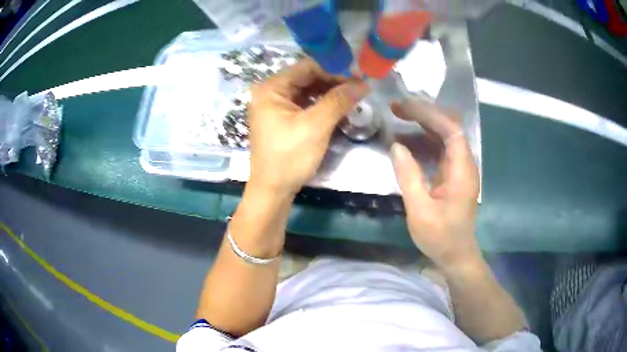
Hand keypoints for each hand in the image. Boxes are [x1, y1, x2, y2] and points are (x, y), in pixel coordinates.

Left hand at [247, 59, 369, 195]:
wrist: (273, 190)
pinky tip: (338, 107)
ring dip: (329, 93)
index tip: (357, 76)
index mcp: (271, 88)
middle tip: (358, 87)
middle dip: (333, 81)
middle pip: (307, 77)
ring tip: (352, 97)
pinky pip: (304, 103)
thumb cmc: (290, 157)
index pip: (307, 67)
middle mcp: (270, 92)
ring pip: (307, 91)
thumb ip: (339, 100)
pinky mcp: (281, 118)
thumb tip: (364, 83)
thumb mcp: (316, 126)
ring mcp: (275, 105)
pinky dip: (321, 104)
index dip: (334, 69)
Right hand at [390, 98, 480, 270]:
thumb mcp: (420, 210)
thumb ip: (409, 176)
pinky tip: (405, 143)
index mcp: (462, 171)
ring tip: (397, 119)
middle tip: (396, 109)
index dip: (429, 115)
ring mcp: (458, 169)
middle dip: (424, 115)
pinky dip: (422, 142)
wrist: (456, 255)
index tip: (404, 108)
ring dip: (422, 126)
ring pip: (443, 137)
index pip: (451, 130)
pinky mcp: (452, 175)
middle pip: (448, 128)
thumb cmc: (440, 237)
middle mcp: (464, 164)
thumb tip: (396, 146)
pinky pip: (439, 150)